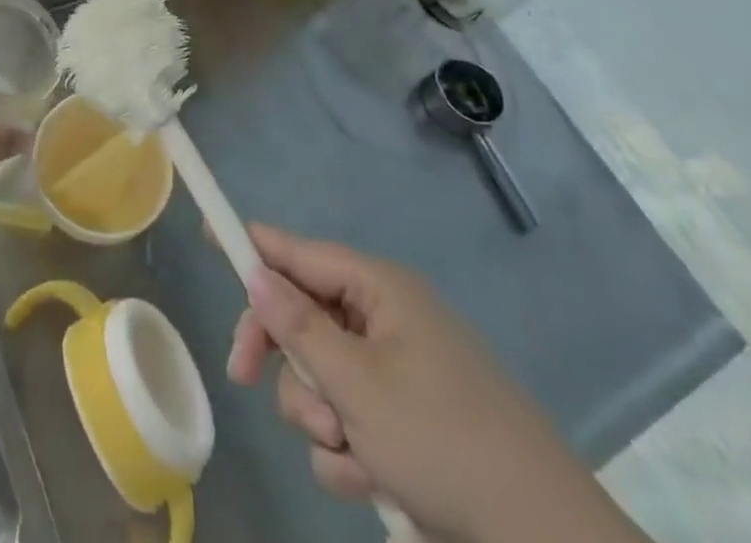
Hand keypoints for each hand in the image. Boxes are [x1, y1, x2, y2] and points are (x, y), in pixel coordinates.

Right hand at [226, 224, 644, 542]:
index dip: (252, 245)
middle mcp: (385, 319)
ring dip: (320, 418)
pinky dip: (350, 451)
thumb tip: (255, 272)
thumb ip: (298, 328)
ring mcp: (397, 371)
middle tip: (244, 377)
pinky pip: (348, 420)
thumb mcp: (358, 384)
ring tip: (352, 454)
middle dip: (283, 358)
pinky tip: (374, 481)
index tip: (209, 238)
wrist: (541, 539)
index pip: (298, 251)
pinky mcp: (405, 421)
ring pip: (320, 378)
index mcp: (379, 290)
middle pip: (302, 318)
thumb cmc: (444, 440)